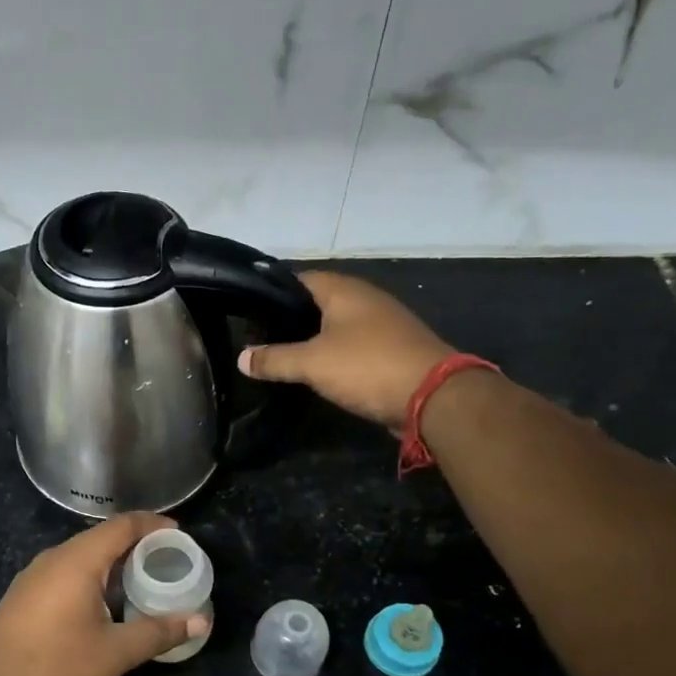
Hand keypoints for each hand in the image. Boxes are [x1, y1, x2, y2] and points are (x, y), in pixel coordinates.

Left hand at [0, 512, 207, 675]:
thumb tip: (201, 621)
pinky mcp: (23, 594)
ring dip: (112, 563)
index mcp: (77, 560)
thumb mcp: (115, 652)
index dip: (153, 525)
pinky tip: (103, 603)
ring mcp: (33, 575)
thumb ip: (159, 632)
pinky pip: (65, 571)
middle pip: (101, 537)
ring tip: (140, 581)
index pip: (122, 526)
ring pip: (81, 555)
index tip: (180, 535)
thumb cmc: (56, 667)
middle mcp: (53, 558)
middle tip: (166, 562)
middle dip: (136, 545)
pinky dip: (91, 576)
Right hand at [238, 271, 453, 433]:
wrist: (433, 396)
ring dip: (310, 339)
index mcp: (344, 290)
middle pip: (317, 302)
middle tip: (258, 339)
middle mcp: (364, 299)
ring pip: (335, 325)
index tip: (248, 313)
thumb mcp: (312, 363)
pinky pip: (351, 345)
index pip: (299, 279)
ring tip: (280, 356)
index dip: (272, 293)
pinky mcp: (390, 349)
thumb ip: (274, 360)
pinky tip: (315, 371)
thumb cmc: (367, 366)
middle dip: (289, 319)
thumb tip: (241, 358)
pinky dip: (331, 354)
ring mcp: (381, 324)